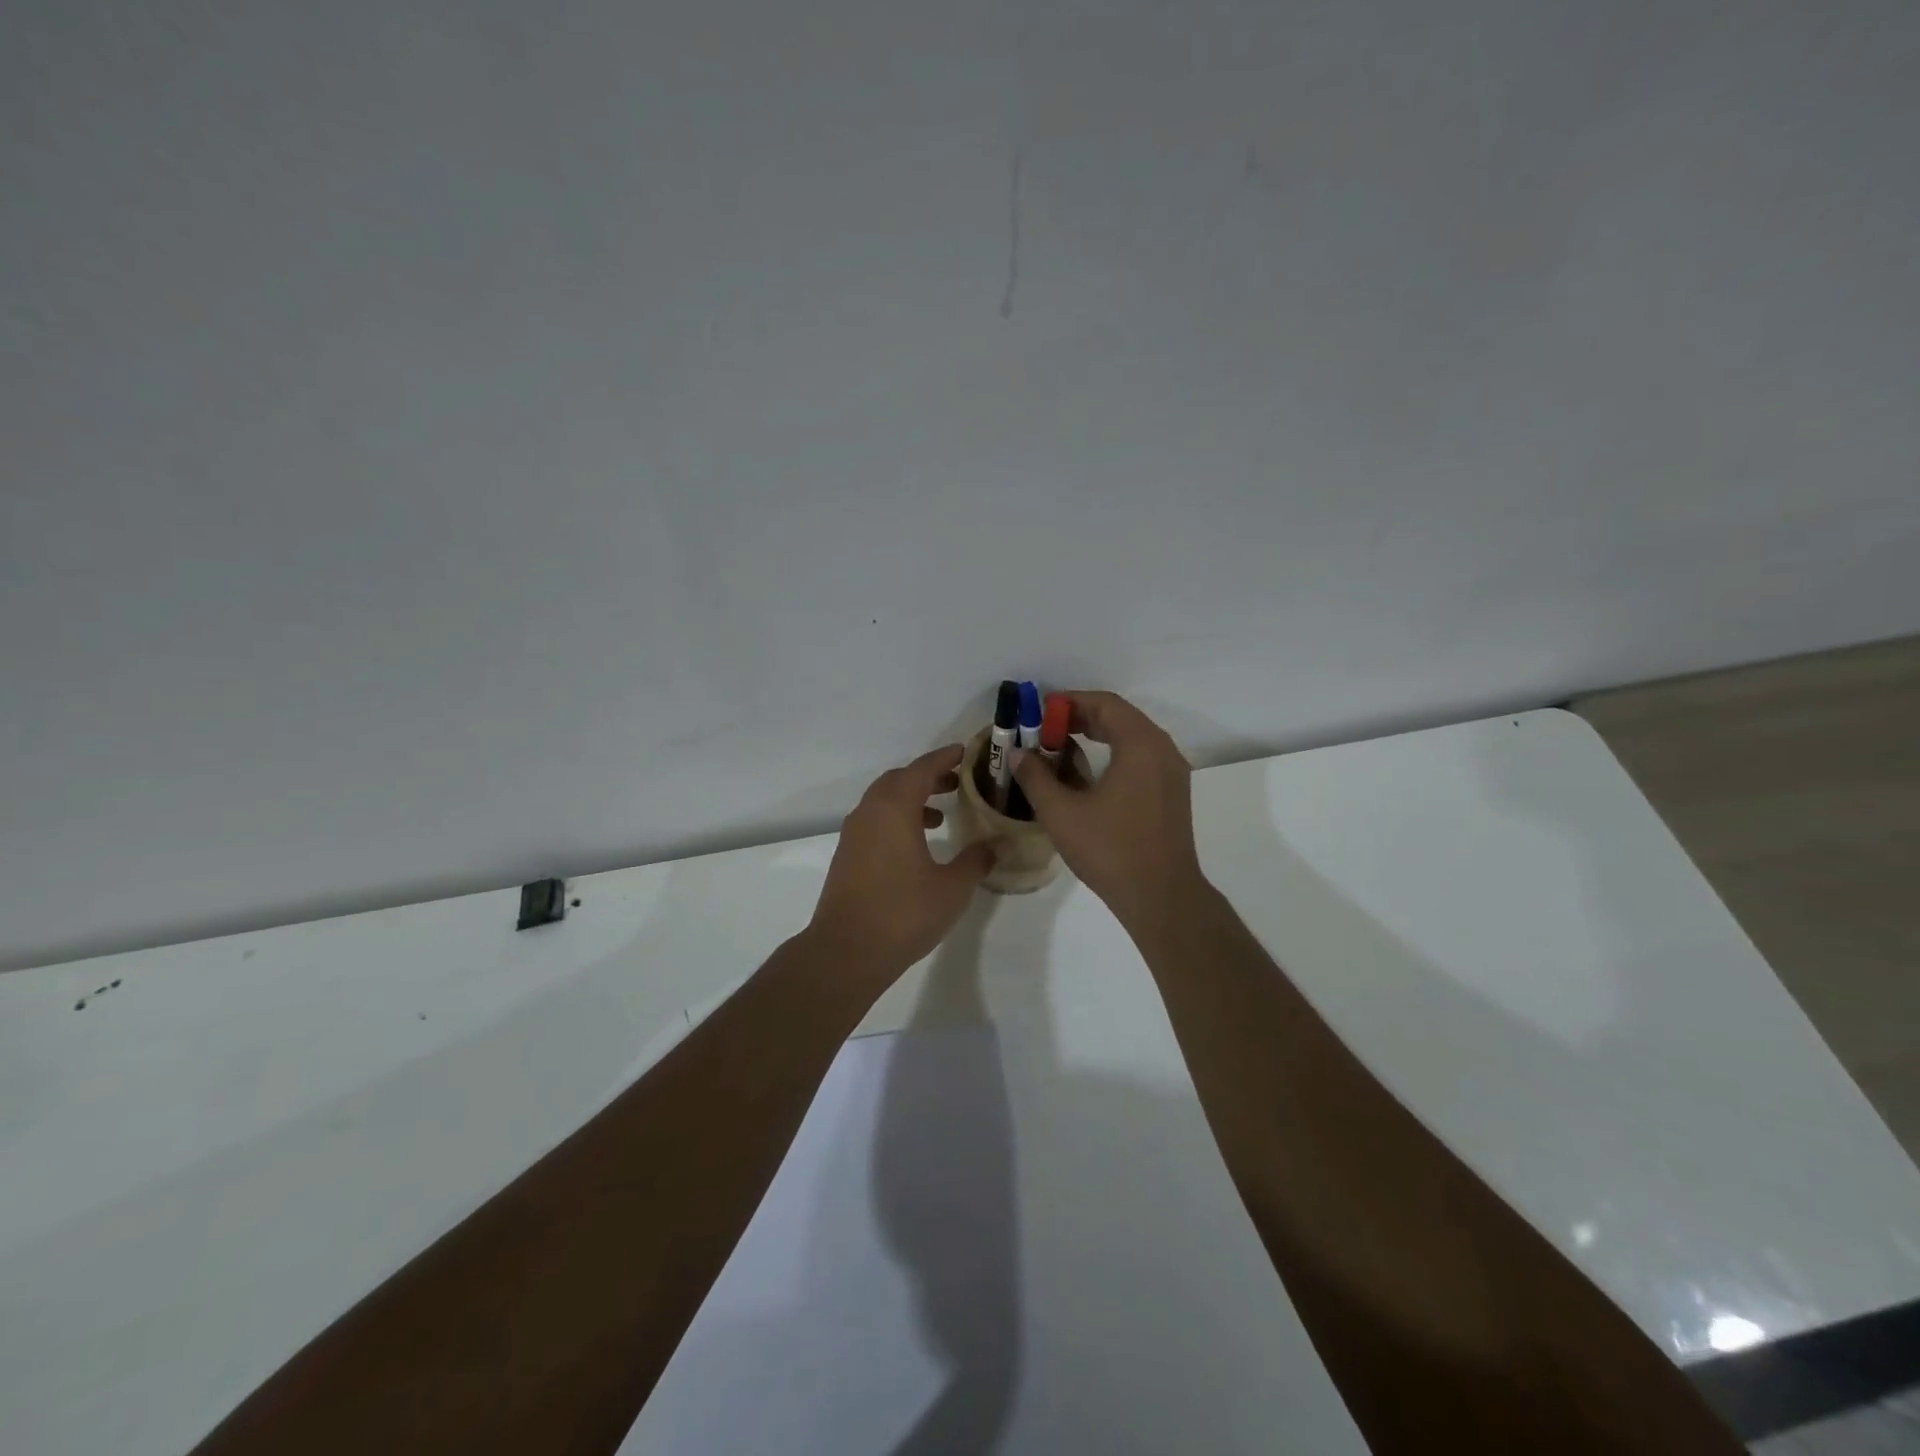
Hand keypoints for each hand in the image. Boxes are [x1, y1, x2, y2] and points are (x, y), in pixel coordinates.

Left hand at [807, 745, 997, 980]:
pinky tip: (916, 846)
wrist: (846, 951)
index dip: (945, 758)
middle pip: (899, 780)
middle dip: (928, 777)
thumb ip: (975, 861)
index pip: (922, 769)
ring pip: (884, 801)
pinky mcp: (847, 855)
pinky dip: (897, 819)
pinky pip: (875, 821)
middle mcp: (869, 812)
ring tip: (940, 815)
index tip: (965, 753)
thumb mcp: (952, 888)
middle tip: (957, 783)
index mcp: (894, 809)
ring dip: (911, 799)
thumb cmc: (903, 913)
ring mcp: (853, 834)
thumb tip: (994, 846)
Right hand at [1011, 691, 1206, 929]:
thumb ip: (1036, 777)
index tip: (1040, 711)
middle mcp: (1163, 750)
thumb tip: (1018, 754)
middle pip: (1120, 717)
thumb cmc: (1110, 849)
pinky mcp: (1172, 793)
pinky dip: (1114, 753)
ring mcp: (1172, 772)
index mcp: (1141, 745)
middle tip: (1045, 728)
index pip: (1105, 704)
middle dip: (1081, 717)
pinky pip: (1141, 757)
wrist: (1161, 896)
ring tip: (1061, 746)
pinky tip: (1088, 774)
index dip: (1070, 701)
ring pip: (1132, 737)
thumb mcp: (1061, 812)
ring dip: (1098, 735)